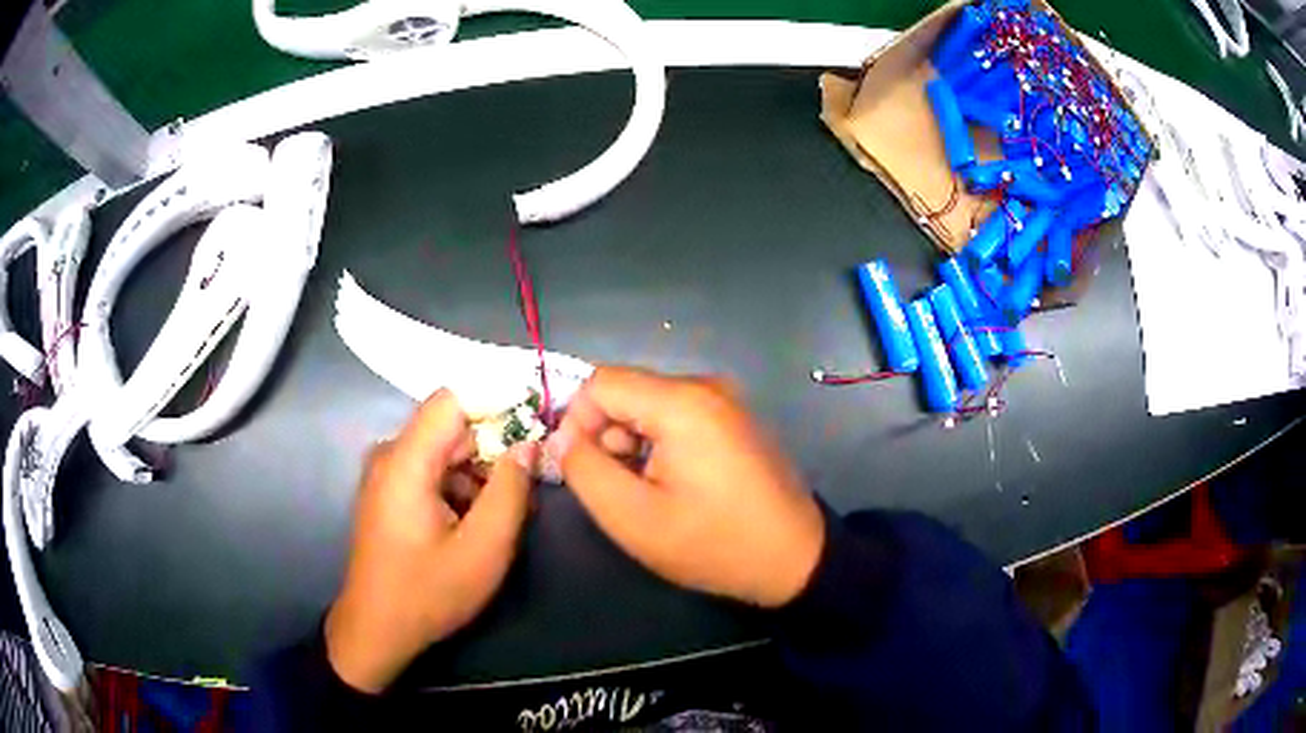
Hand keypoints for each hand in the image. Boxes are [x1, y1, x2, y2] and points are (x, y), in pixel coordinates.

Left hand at [326, 390, 535, 692]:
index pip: (454, 399)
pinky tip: (479, 521)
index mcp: (406, 460)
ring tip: (509, 512)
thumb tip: (527, 444)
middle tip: (530, 484)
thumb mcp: (483, 549)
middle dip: (495, 448)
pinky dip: (461, 486)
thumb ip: (510, 491)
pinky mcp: (389, 491)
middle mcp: (391, 454)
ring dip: (480, 472)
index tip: (535, 429)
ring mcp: (387, 473)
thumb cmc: (428, 593)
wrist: (377, 629)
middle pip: (452, 426)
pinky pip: (432, 469)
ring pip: (445, 450)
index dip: (497, 404)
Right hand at [549, 367, 824, 607]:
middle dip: (606, 436)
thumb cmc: (713, 543)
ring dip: (632, 444)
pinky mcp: (733, 420)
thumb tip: (559, 437)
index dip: (575, 422)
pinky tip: (674, 485)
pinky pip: (677, 417)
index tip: (579, 469)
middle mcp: (705, 387)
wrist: (794, 559)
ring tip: (648, 493)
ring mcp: (725, 401)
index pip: (600, 383)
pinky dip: (659, 445)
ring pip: (649, 407)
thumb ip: (584, 470)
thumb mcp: (633, 517)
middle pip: (627, 392)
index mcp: (682, 402)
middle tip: (618, 490)